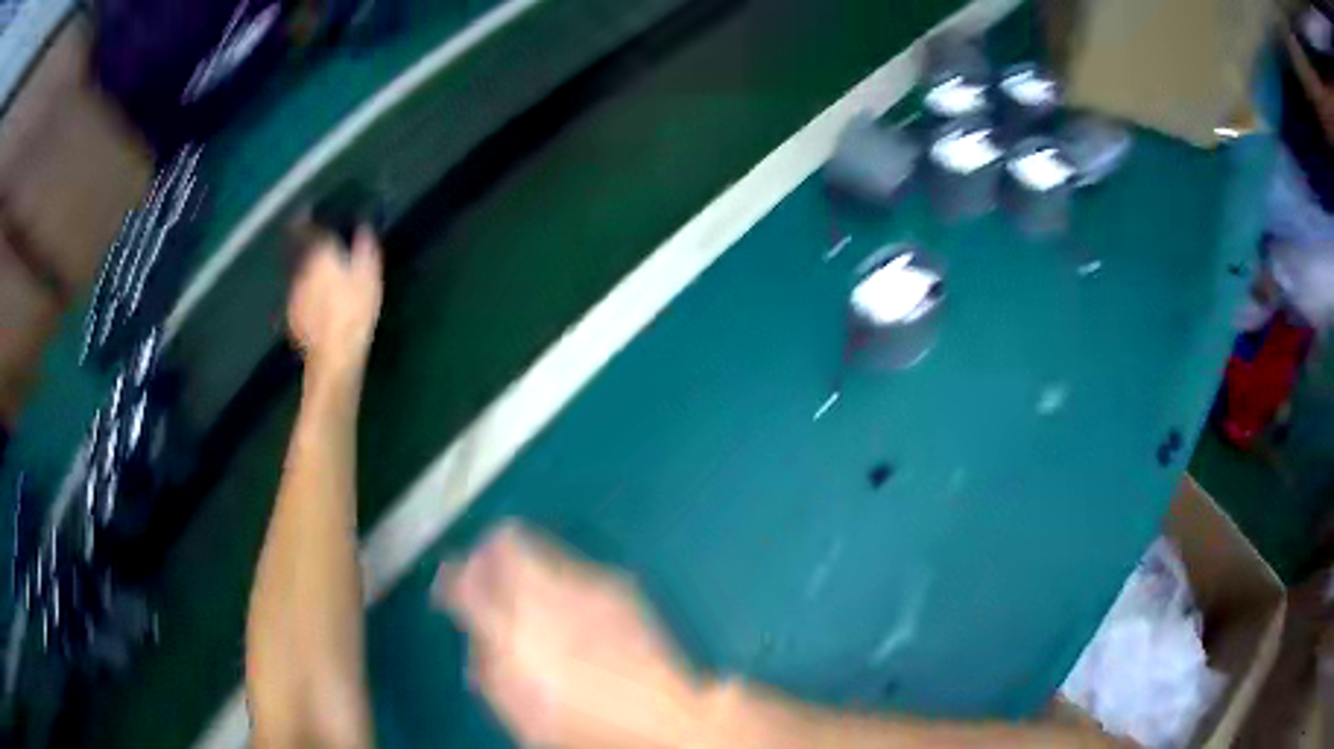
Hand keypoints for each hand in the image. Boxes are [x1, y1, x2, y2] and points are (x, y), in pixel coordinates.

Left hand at [287, 227, 382, 379]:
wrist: (334, 354)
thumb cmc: (355, 309)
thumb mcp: (369, 275)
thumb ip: (365, 247)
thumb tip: (363, 226)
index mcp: (320, 255)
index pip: (307, 230)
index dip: (305, 220)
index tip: (306, 213)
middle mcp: (302, 271)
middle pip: (304, 255)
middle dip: (313, 254)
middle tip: (326, 257)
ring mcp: (294, 296)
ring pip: (302, 279)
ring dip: (311, 279)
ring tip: (325, 288)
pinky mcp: (293, 319)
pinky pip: (301, 301)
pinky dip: (309, 301)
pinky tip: (320, 311)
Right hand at [434, 523, 706, 747]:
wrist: (662, 718)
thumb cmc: (581, 724)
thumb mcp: (516, 709)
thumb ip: (486, 664)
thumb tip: (477, 633)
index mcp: (512, 630)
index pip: (465, 581)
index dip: (451, 579)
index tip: (451, 587)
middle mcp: (547, 594)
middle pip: (504, 542)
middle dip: (487, 555)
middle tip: (487, 579)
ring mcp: (587, 584)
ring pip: (540, 550)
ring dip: (526, 567)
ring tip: (532, 601)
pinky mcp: (618, 586)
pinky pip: (574, 569)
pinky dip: (561, 582)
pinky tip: (573, 614)